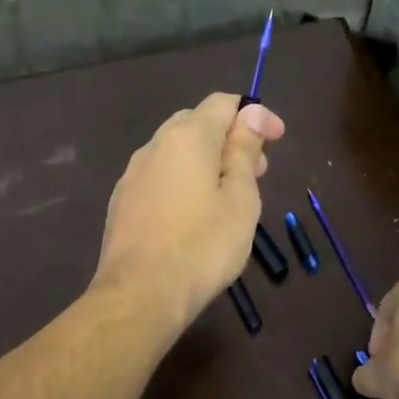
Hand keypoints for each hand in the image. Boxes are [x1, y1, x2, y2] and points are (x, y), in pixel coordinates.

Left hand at [91, 93, 285, 333]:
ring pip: (174, 153)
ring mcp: (132, 175)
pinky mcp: (121, 203)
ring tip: (227, 196)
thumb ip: (244, 151)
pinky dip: (181, 183)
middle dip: (229, 139)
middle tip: (257, 172)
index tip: (277, 140)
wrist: (139, 294)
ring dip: (204, 162)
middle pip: (195, 124)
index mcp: (186, 137)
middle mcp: (154, 146)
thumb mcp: (240, 199)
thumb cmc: (203, 246)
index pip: (223, 103)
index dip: (255, 115)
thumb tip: (252, 113)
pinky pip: (158, 178)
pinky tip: (192, 215)